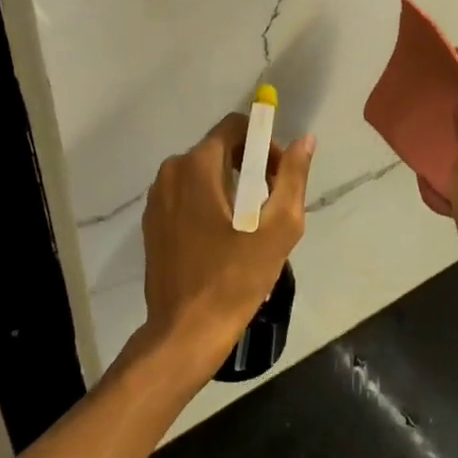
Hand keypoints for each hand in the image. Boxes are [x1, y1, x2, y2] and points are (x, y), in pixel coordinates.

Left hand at [137, 114, 316, 373]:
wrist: (186, 330)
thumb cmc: (236, 277)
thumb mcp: (278, 226)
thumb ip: (293, 175)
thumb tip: (305, 139)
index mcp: (197, 165)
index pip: (236, 126)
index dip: (263, 144)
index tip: (277, 177)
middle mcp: (171, 171)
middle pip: (219, 149)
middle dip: (249, 168)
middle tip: (269, 206)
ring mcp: (156, 197)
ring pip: (203, 173)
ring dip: (230, 187)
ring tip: (249, 227)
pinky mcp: (152, 221)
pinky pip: (187, 195)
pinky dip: (208, 204)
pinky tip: (223, 240)